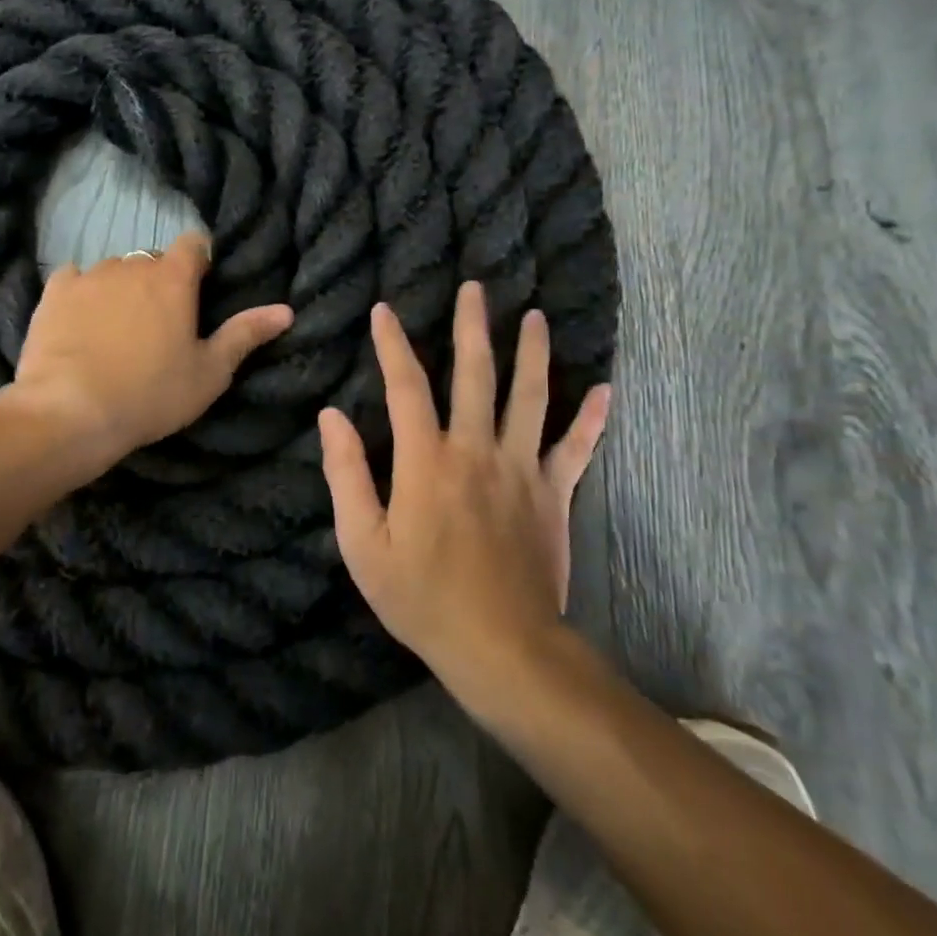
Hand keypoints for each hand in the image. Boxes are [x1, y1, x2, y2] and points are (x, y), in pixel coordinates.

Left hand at [11, 232, 293, 469]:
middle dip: (159, 283)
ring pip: (114, 270)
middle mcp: (132, 265)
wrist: (71, 411)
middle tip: (158, 325)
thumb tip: (285, 310)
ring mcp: (89, 276)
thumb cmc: (151, 394)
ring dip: (121, 289)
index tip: (198, 292)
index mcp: (173, 278)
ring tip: (116, 330)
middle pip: (152, 261)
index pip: (194, 244)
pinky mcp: (54, 292)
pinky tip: (80, 323)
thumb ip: (245, 335)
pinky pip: (74, 280)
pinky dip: (82, 294)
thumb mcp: (209, 373)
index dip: (199, 263)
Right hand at [318, 281, 611, 705]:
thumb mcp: (362, 544)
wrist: (503, 648)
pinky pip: (576, 449)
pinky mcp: (554, 496)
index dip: (392, 344)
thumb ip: (346, 475)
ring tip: (535, 316)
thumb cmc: (422, 597)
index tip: (384, 310)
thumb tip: (331, 417)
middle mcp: (477, 451)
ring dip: (532, 353)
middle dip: (472, 327)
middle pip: (476, 375)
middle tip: (475, 287)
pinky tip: (604, 389)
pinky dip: (591, 419)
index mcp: (426, 461)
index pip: (406, 386)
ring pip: (531, 397)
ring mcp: (522, 470)